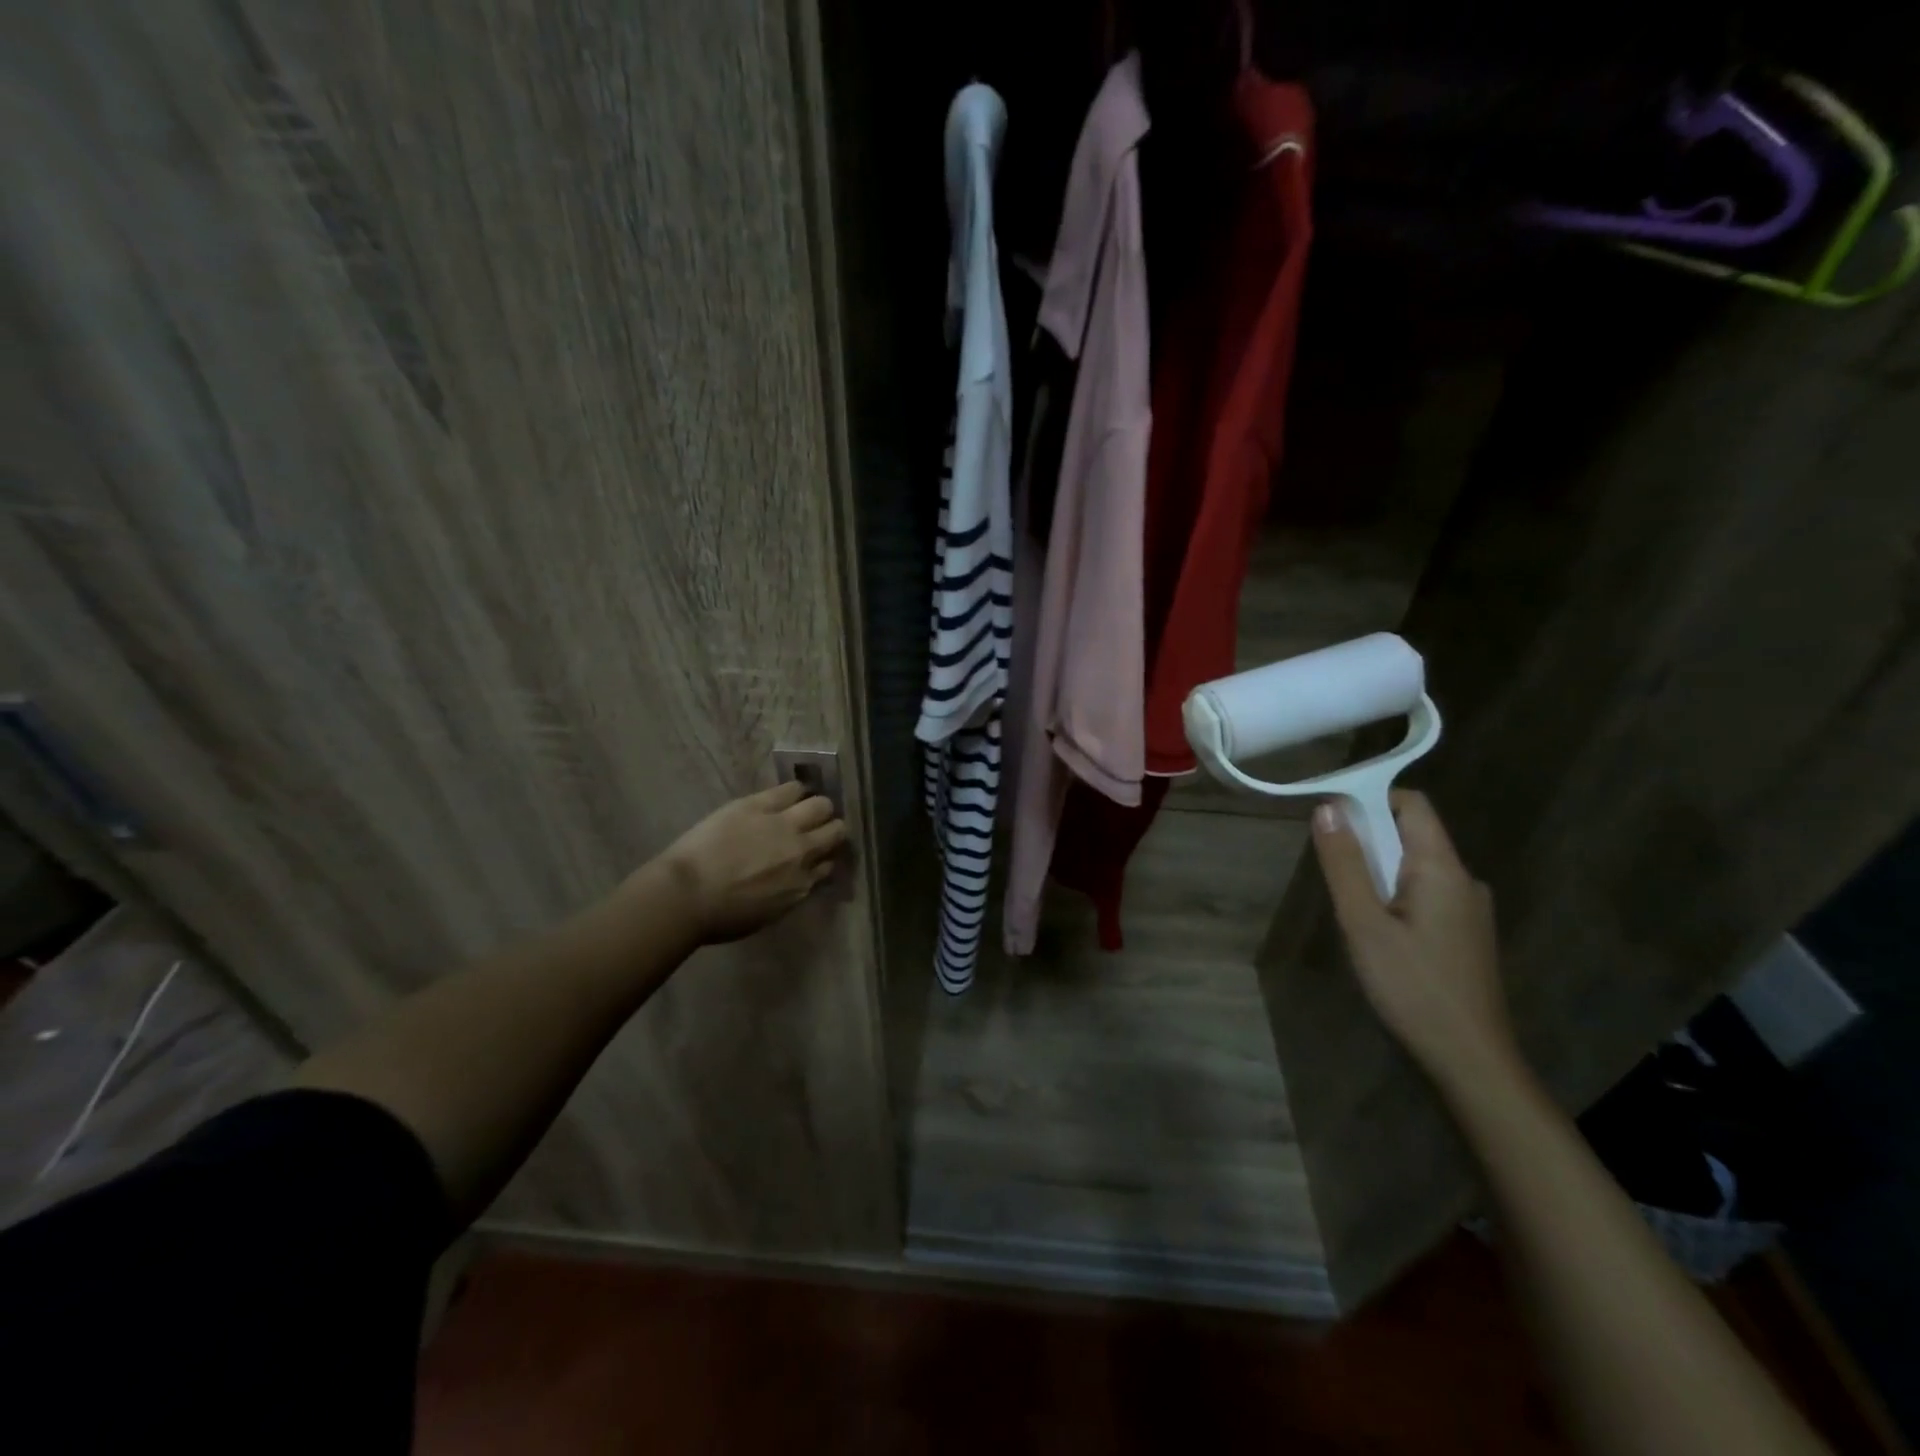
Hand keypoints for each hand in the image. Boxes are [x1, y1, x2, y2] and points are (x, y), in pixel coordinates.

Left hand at [653, 782, 848, 943]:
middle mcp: (802, 852)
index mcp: (802, 884)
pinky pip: (791, 789)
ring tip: (805, 807)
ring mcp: (783, 825)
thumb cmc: (720, 917)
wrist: (686, 895)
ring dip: (817, 808)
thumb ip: (789, 893)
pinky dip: (795, 791)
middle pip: (835, 831)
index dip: (824, 858)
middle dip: (830, 829)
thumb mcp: (767, 914)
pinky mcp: (760, 805)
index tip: (817, 857)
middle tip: (817, 829)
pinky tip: (791, 793)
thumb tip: (797, 879)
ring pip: (820, 805)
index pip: (828, 865)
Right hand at [1311, 790, 1518, 1095]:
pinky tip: (1379, 934)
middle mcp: (1464, 879)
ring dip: (1379, 872)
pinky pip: (1426, 893)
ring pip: (1416, 867)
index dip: (1370, 799)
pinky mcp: (1467, 934)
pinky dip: (1395, 896)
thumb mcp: (1363, 923)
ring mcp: (1470, 909)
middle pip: (1412, 834)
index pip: (1411, 804)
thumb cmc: (1412, 987)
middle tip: (1334, 876)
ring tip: (1353, 911)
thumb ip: (1345, 863)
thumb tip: (1328, 807)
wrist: (1470, 1060)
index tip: (1331, 818)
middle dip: (1368, 841)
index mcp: (1443, 868)